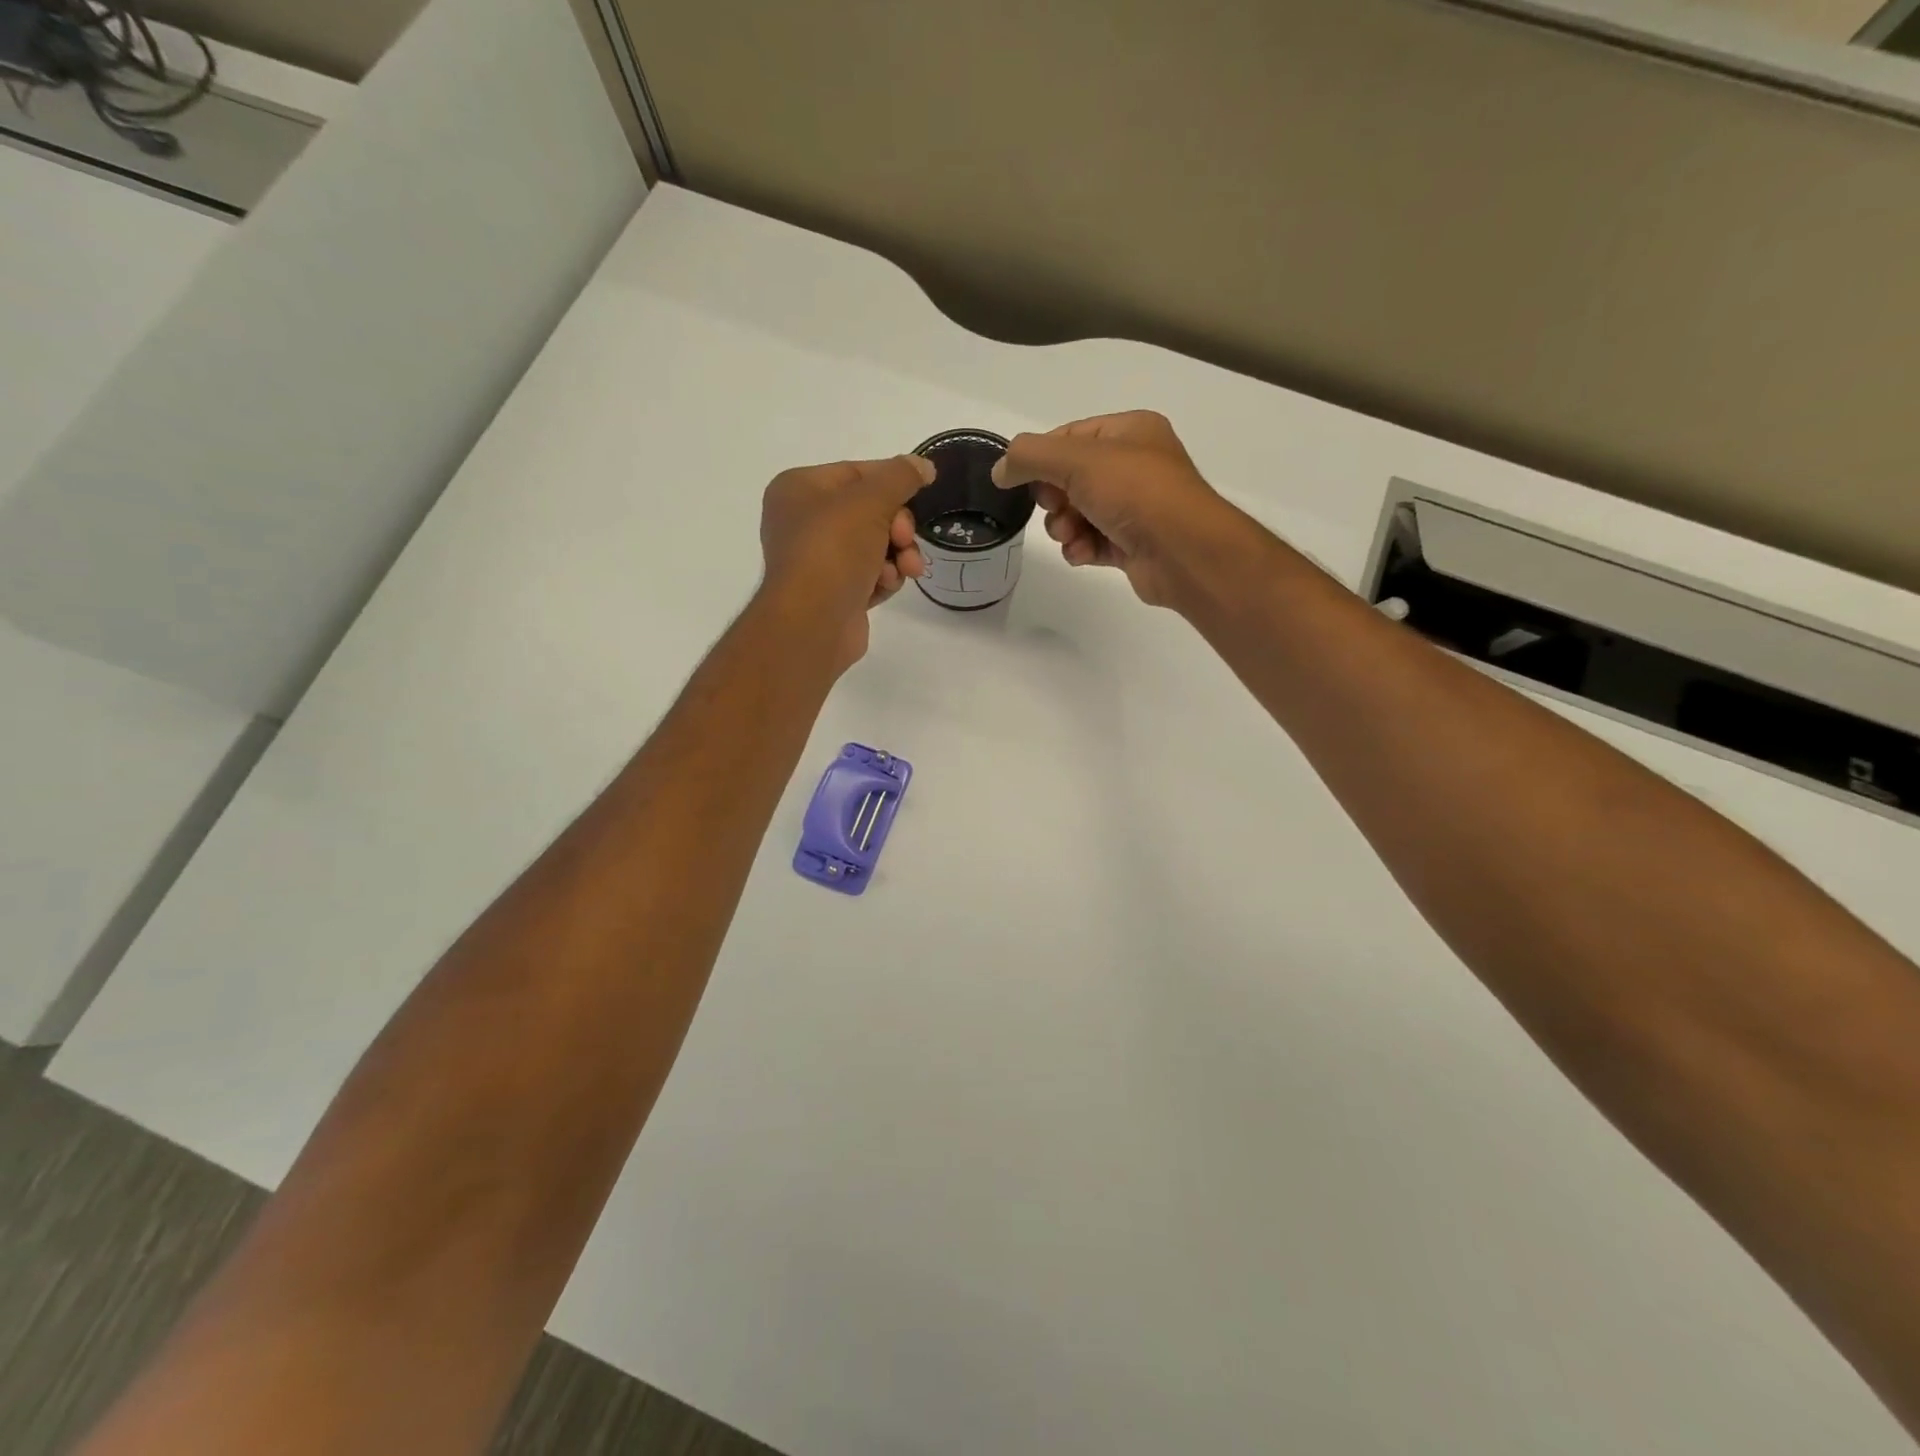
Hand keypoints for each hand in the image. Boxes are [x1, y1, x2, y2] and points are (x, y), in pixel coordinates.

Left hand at [759, 455, 933, 670]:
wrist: (813, 622)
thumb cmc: (834, 549)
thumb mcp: (871, 500)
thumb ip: (901, 477)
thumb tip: (923, 465)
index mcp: (799, 489)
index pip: (856, 473)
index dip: (893, 483)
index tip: (923, 493)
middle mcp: (802, 522)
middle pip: (870, 512)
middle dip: (898, 528)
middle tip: (904, 541)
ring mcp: (817, 561)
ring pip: (875, 547)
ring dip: (897, 557)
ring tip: (905, 571)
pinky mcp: (833, 593)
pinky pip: (869, 576)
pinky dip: (883, 580)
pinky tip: (885, 587)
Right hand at [991, 411, 1240, 607]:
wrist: (1182, 551)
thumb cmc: (1135, 492)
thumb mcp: (1076, 460)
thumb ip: (1030, 457)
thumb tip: (1000, 469)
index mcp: (1129, 432)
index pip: (1070, 436)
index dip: (1042, 457)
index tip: (1022, 480)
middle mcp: (1135, 465)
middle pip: (1070, 477)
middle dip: (1053, 498)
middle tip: (1055, 508)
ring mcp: (1135, 507)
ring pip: (1078, 513)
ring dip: (1064, 527)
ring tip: (1070, 535)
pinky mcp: (1132, 544)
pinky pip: (1092, 541)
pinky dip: (1081, 548)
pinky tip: (1082, 553)